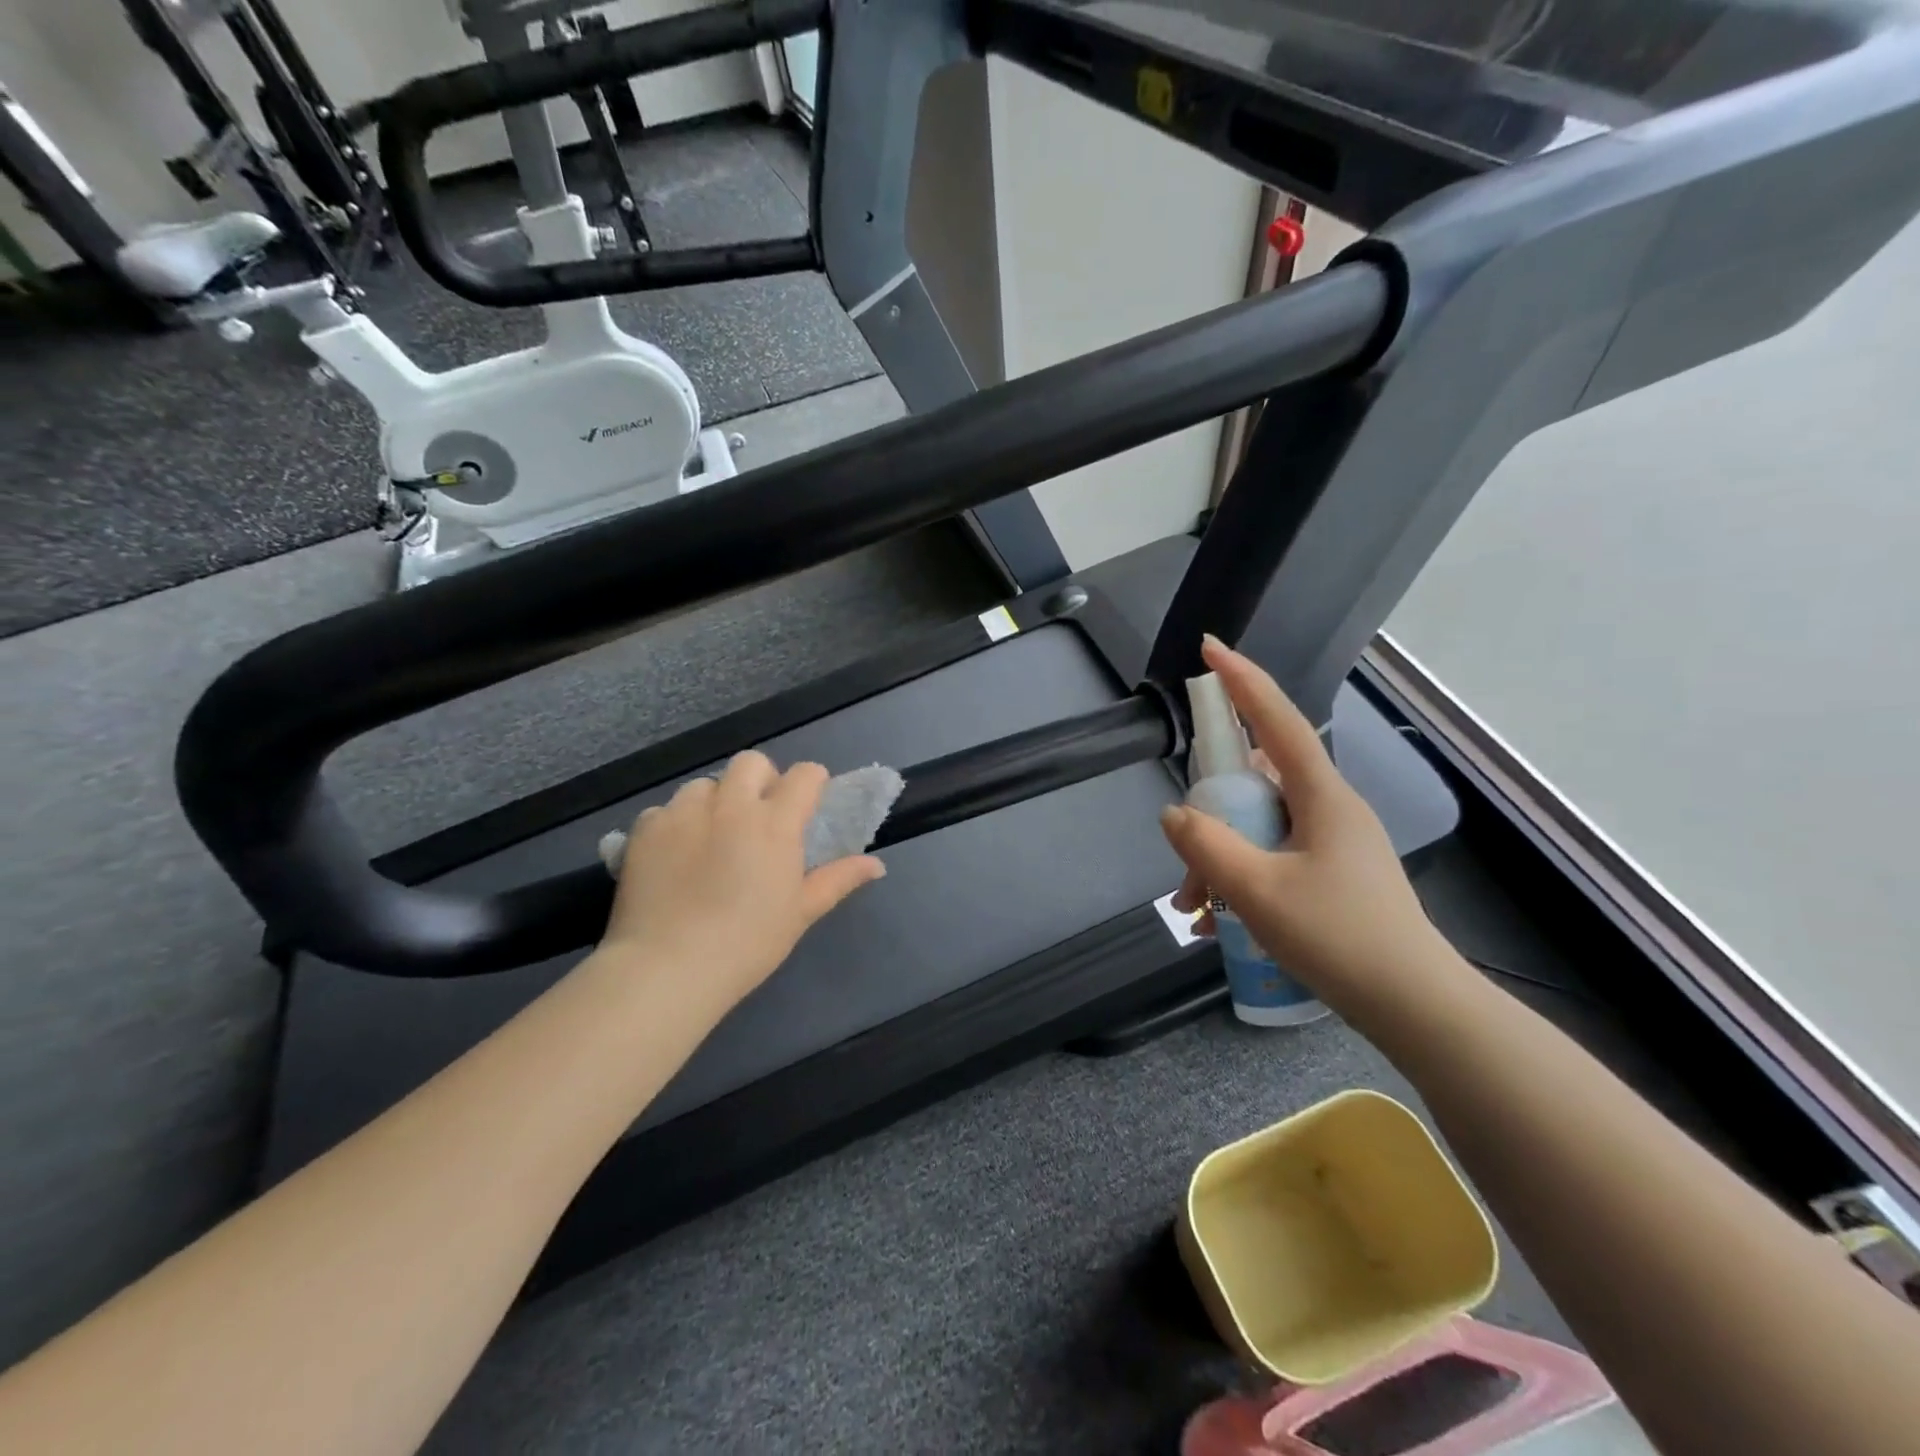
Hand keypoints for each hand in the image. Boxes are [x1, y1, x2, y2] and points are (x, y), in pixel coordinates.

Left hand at [600, 752, 885, 1013]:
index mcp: (775, 823)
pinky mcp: (647, 828)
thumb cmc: (747, 943)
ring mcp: (684, 813)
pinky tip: (675, 856)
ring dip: (715, 801)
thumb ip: (838, 879)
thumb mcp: (800, 913)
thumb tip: (876, 864)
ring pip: (705, 784)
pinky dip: (675, 824)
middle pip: (751, 763)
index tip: (808, 804)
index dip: (812, 783)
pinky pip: (665, 809)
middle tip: (758, 817)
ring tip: (711, 837)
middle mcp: (731, 805)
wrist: (668, 967)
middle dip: (761, 780)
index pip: (805, 775)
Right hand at [1159, 637, 1447, 1015]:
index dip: (1242, 680)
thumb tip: (1175, 814)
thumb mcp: (1259, 891)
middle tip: (1184, 862)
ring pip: (1258, 828)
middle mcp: (1329, 810)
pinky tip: (1217, 924)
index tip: (1210, 648)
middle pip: (1255, 785)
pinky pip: (1271, 858)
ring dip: (1219, 859)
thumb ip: (1208, 846)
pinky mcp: (1331, 875)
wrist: (1415, 1009)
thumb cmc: (1340, 939)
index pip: (1277, 721)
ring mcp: (1332, 844)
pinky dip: (1240, 880)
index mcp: (1322, 797)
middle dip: (1210, 816)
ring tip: (1194, 910)